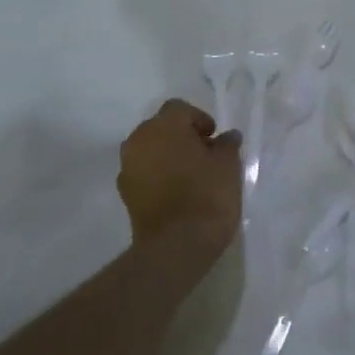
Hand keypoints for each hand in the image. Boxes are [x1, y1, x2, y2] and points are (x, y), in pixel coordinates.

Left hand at [117, 100, 242, 260]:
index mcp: (163, 126)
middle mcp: (139, 140)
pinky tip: (177, 192)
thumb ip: (227, 145)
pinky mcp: (125, 194)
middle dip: (181, 136)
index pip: (179, 109)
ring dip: (167, 155)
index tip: (214, 139)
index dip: (199, 119)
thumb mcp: (228, 165)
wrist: (176, 246)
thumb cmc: (207, 195)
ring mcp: (128, 168)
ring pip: (150, 150)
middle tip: (204, 155)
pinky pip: (144, 173)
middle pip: (161, 128)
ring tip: (191, 175)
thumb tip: (227, 136)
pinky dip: (158, 175)